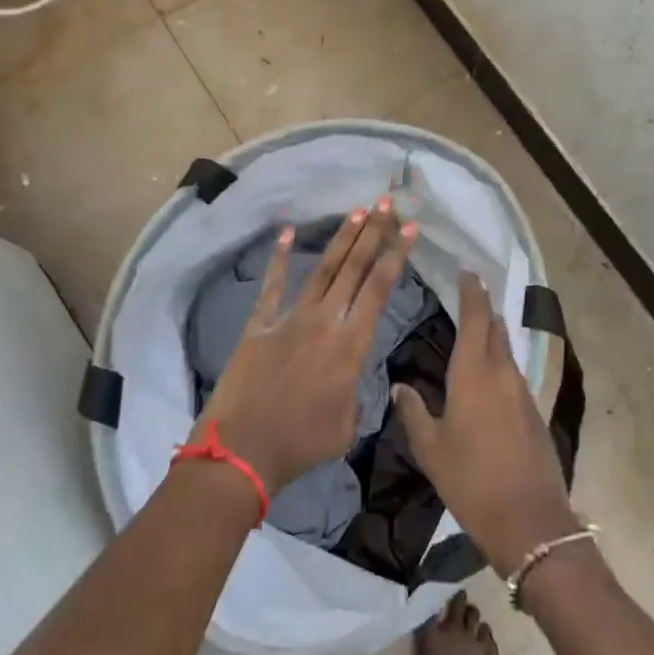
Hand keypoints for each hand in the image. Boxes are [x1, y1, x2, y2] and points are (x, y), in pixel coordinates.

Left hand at [194, 198, 416, 497]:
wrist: (243, 450)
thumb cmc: (301, 444)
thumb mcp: (347, 425)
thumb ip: (358, 394)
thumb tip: (354, 379)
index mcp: (350, 345)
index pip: (380, 289)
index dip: (396, 255)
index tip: (410, 228)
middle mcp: (324, 321)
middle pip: (354, 269)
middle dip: (374, 233)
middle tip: (387, 204)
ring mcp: (290, 318)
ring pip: (322, 270)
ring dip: (342, 239)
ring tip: (358, 211)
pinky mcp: (260, 323)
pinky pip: (272, 285)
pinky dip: (278, 258)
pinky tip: (287, 232)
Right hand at [391, 273, 578, 575]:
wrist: (530, 522)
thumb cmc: (471, 481)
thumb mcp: (431, 449)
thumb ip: (413, 412)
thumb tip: (399, 387)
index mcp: (473, 373)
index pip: (476, 318)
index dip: (472, 292)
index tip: (467, 271)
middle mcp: (502, 373)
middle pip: (495, 328)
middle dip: (483, 308)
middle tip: (468, 294)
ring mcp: (522, 392)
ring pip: (506, 351)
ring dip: (492, 335)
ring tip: (474, 331)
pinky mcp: (534, 412)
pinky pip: (513, 374)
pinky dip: (500, 363)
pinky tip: (487, 377)